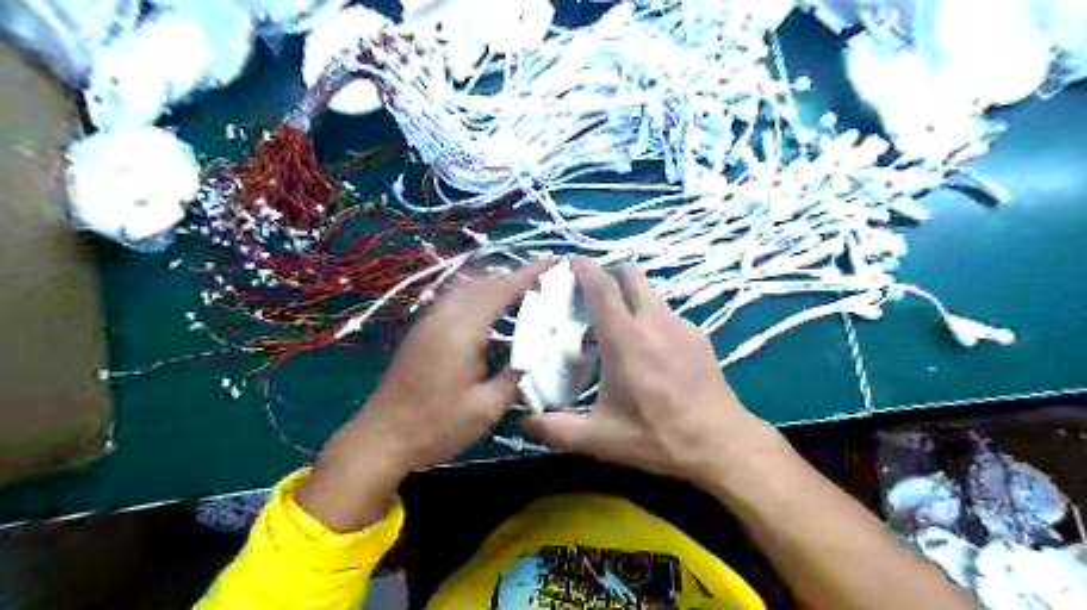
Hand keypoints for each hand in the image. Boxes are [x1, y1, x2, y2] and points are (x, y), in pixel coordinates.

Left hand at [295, 259, 553, 531]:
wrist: (381, 438)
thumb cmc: (436, 426)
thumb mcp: (486, 409)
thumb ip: (513, 380)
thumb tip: (533, 363)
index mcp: (462, 330)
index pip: (500, 291)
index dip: (527, 275)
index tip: (551, 262)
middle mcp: (443, 317)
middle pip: (481, 282)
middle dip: (512, 275)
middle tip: (541, 279)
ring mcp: (428, 322)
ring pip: (464, 287)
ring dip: (492, 283)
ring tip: (518, 291)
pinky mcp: (420, 333)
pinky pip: (453, 299)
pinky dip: (475, 294)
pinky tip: (487, 311)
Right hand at [527, 254, 790, 489]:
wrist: (721, 443)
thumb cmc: (658, 437)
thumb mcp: (601, 439)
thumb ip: (558, 430)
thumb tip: (525, 422)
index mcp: (625, 339)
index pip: (602, 288)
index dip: (584, 268)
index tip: (571, 260)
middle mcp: (653, 321)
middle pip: (631, 274)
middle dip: (609, 272)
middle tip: (592, 293)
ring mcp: (680, 325)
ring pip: (650, 291)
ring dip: (631, 295)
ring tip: (618, 323)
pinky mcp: (698, 335)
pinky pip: (667, 312)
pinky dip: (651, 316)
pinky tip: (649, 347)